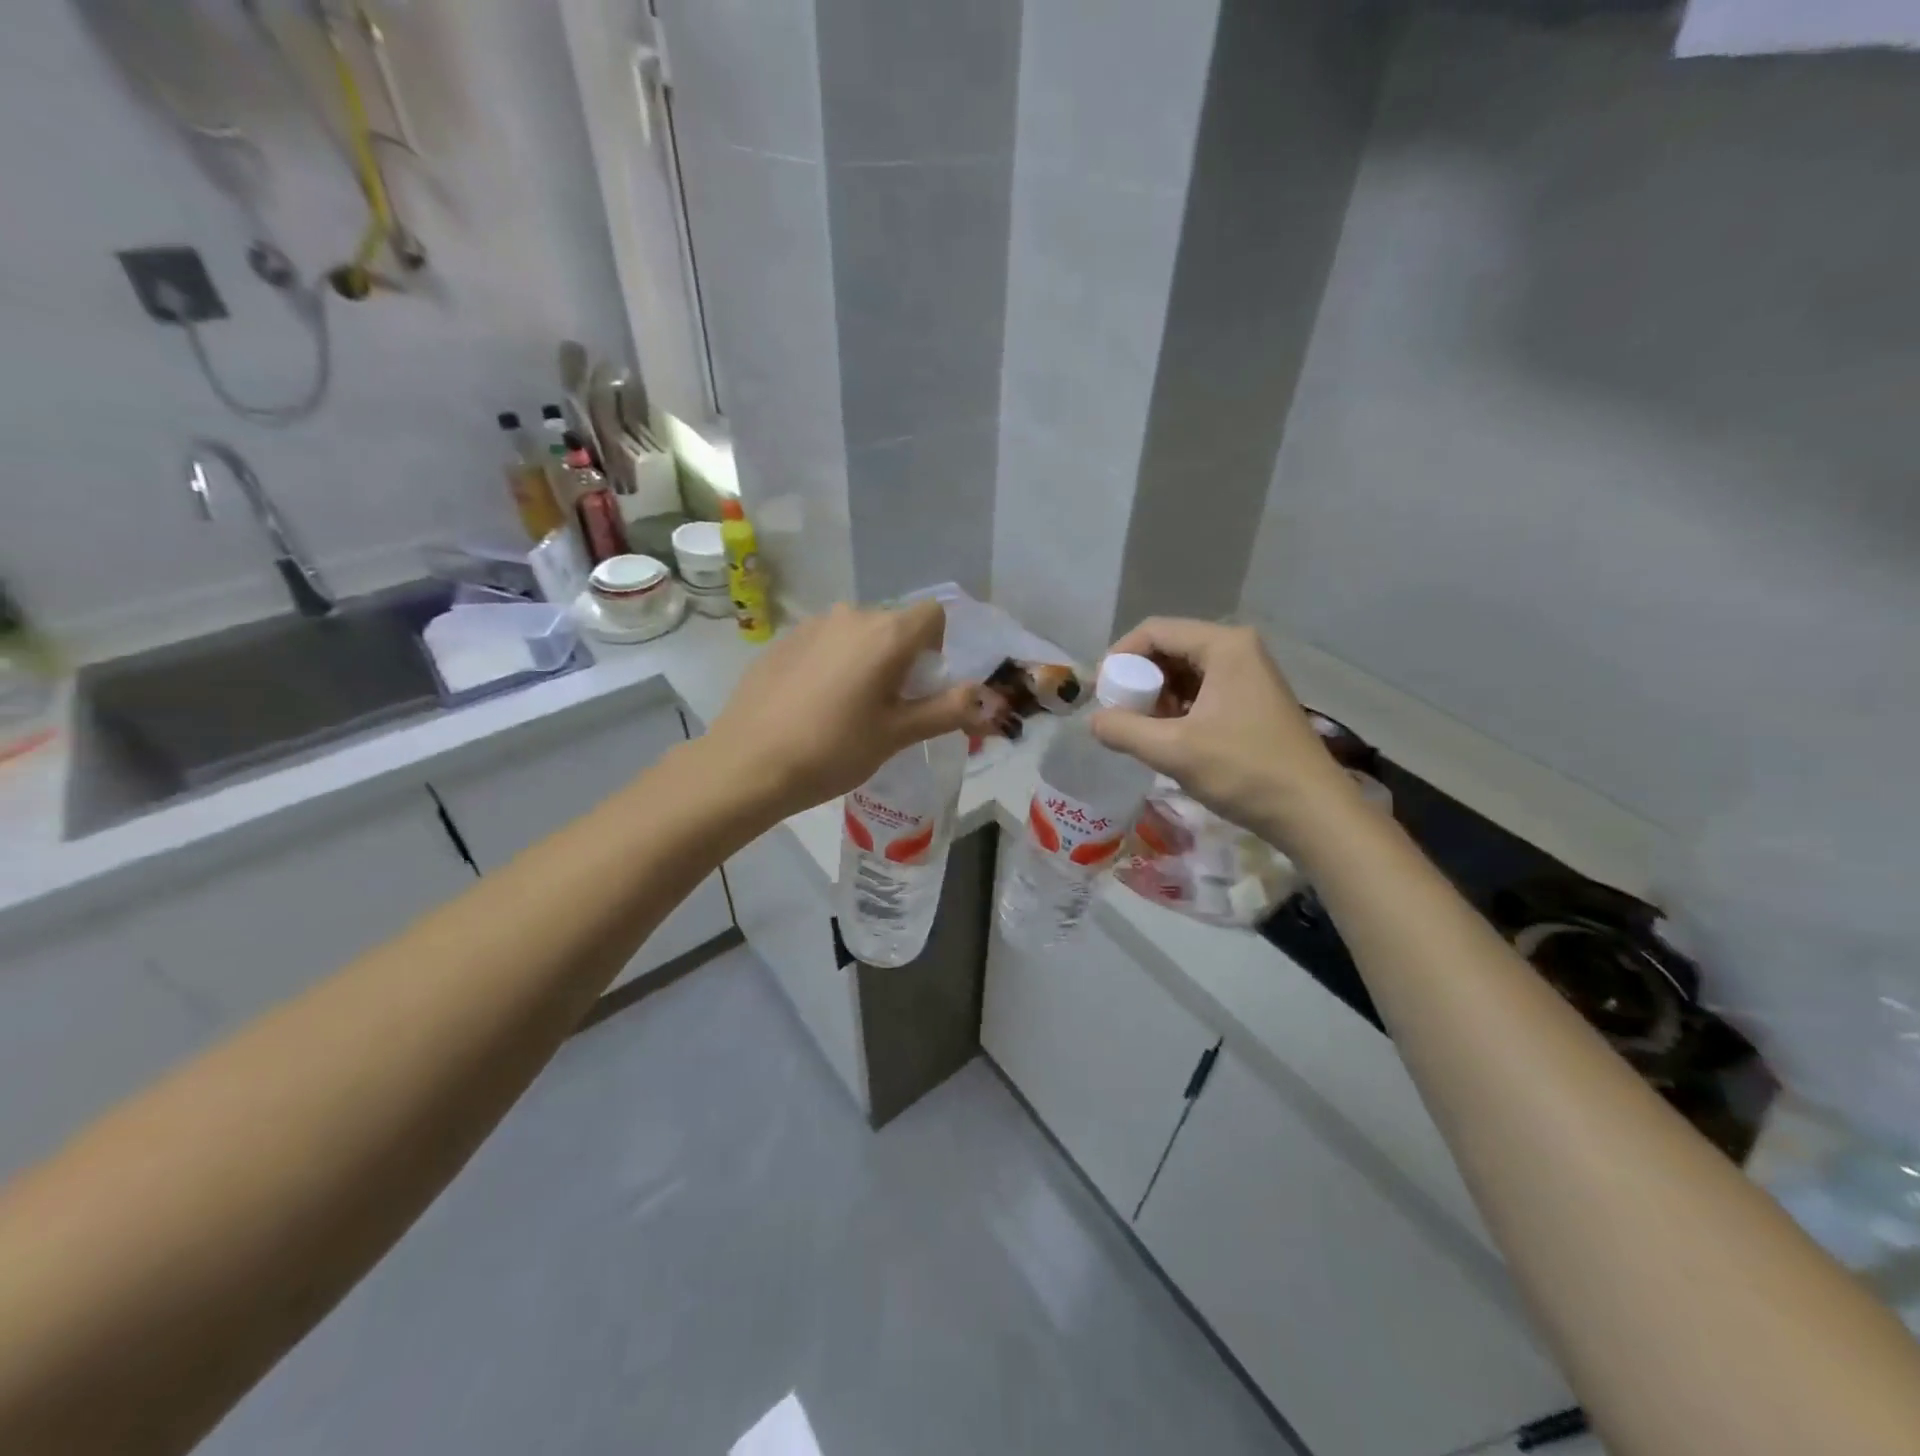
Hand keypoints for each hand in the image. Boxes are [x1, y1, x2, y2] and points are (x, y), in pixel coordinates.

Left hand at [707, 601, 980, 819]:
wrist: (748, 763)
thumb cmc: (833, 750)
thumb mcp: (897, 734)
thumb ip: (947, 710)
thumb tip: (987, 698)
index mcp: (886, 634)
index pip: (934, 614)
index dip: (938, 646)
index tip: (922, 685)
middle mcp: (851, 616)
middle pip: (894, 623)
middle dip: (902, 656)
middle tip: (889, 705)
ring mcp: (811, 626)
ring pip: (857, 633)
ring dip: (865, 659)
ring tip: (848, 707)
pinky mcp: (782, 641)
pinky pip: (824, 642)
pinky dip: (832, 663)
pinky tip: (813, 704)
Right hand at [1089, 619, 1355, 841]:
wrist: (1312, 812)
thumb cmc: (1244, 771)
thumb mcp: (1174, 750)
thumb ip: (1124, 730)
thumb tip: (1093, 721)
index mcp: (1224, 646)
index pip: (1154, 631)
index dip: (1119, 658)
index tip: (1101, 694)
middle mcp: (1238, 649)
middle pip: (1169, 649)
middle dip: (1138, 680)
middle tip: (1120, 715)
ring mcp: (1248, 675)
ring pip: (1184, 672)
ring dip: (1156, 698)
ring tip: (1142, 731)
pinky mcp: (1251, 700)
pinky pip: (1201, 691)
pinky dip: (1177, 709)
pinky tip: (1168, 738)